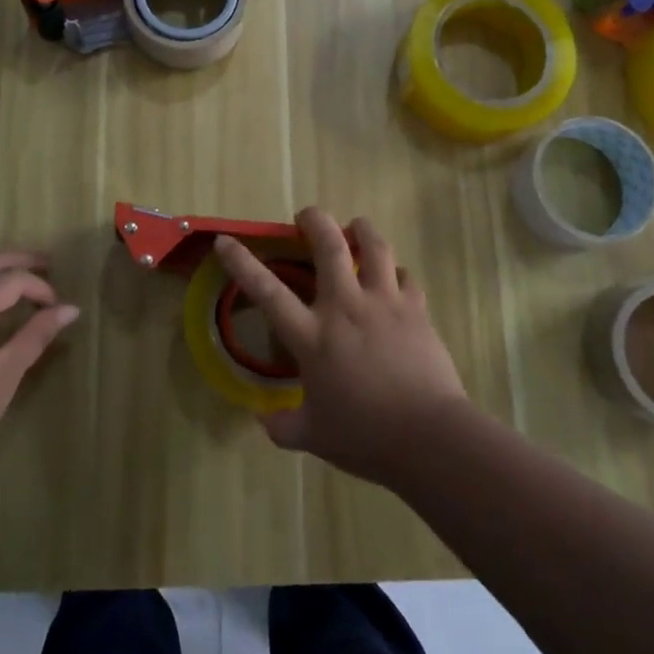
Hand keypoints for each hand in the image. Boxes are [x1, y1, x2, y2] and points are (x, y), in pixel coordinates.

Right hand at [213, 209, 468, 487]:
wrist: (429, 437)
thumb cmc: (365, 436)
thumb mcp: (313, 436)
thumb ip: (283, 425)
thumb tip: (263, 419)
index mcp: (313, 337)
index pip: (268, 292)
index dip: (242, 262)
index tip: (225, 240)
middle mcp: (345, 308)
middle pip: (329, 246)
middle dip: (315, 221)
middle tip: (307, 216)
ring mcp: (384, 303)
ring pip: (375, 247)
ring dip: (362, 230)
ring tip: (356, 227)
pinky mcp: (416, 310)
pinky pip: (406, 276)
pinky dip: (396, 271)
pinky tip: (394, 277)